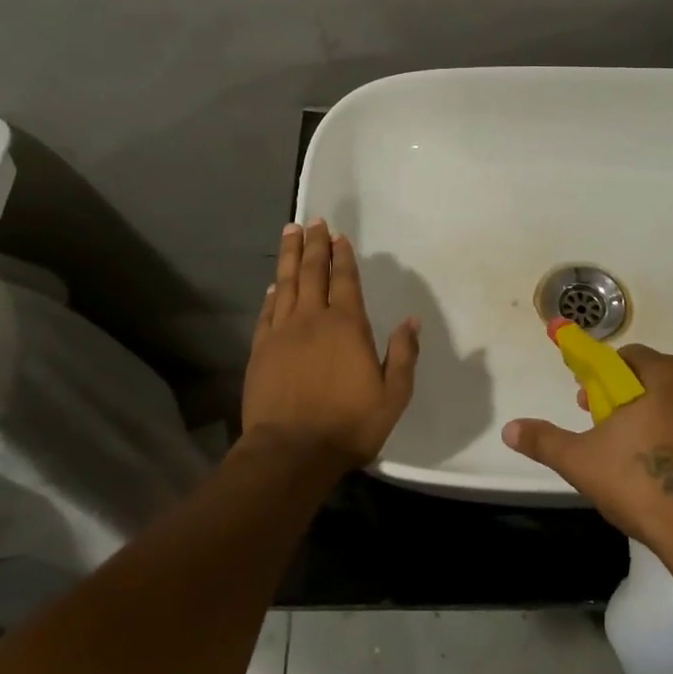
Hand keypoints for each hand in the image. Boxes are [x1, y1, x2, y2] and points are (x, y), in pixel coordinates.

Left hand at [241, 219, 420, 471]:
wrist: (290, 452)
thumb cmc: (348, 425)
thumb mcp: (393, 395)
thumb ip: (403, 354)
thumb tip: (411, 319)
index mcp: (347, 325)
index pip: (345, 279)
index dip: (342, 255)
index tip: (338, 236)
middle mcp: (313, 319)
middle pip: (312, 272)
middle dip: (313, 244)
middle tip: (312, 221)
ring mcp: (283, 332)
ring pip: (286, 284)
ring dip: (289, 256)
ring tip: (290, 232)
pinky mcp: (261, 350)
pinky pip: (267, 312)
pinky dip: (272, 294)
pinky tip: (274, 285)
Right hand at [502, 344, 672, 556]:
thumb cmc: (643, 485)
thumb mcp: (582, 462)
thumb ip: (545, 441)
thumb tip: (510, 429)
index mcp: (665, 376)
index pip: (628, 357)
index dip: (601, 375)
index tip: (587, 403)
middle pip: (656, 378)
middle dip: (627, 397)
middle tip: (606, 429)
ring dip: (657, 418)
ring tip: (636, 456)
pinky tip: (670, 477)